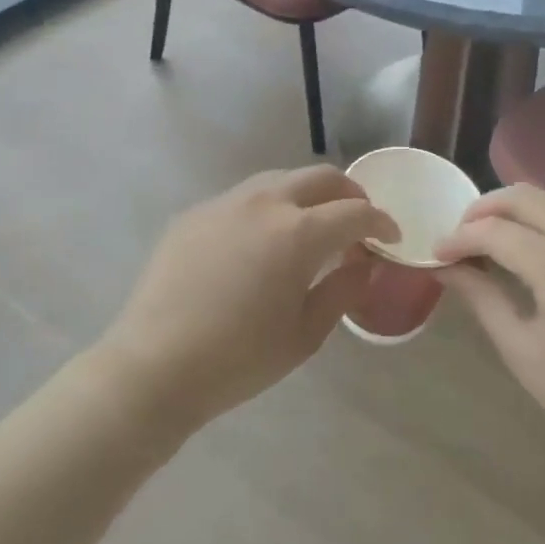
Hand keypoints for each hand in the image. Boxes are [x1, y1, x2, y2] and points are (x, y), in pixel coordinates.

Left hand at [97, 167, 398, 434]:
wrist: (153, 366)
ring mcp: (226, 202)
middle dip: (349, 193)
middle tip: (358, 220)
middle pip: (321, 177)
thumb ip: (343, 290)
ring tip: (313, 224)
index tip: (390, 238)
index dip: (381, 222)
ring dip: (308, 194)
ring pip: (280, 178)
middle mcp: (265, 202)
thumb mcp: (304, 334)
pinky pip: (244, 197)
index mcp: (298, 232)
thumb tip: (365, 264)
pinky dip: (268, 207)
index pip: (355, 211)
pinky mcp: (196, 213)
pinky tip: (261, 240)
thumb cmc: (238, 359)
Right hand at [434, 185, 544, 477]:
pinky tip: (535, 246)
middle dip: (485, 208)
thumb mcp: (522, 351)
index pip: (496, 232)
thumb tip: (446, 266)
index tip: (438, 252)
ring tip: (493, 236)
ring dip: (517, 209)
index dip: (460, 238)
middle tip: (462, 234)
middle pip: (526, 197)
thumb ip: (482, 298)